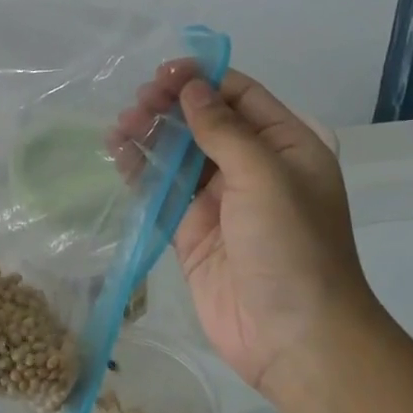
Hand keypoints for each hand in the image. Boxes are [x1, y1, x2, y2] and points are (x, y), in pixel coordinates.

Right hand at [120, 68, 375, 394]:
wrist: (294, 338)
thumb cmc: (291, 246)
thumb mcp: (265, 176)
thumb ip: (224, 129)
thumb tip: (192, 87)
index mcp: (287, 145)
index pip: (241, 96)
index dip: (201, 80)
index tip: (161, 74)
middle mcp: (254, 167)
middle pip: (205, 122)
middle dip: (170, 107)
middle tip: (136, 104)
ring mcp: (221, 201)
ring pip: (180, 155)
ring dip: (151, 136)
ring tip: (121, 126)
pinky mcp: (192, 232)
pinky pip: (163, 192)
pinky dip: (141, 172)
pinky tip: (118, 154)